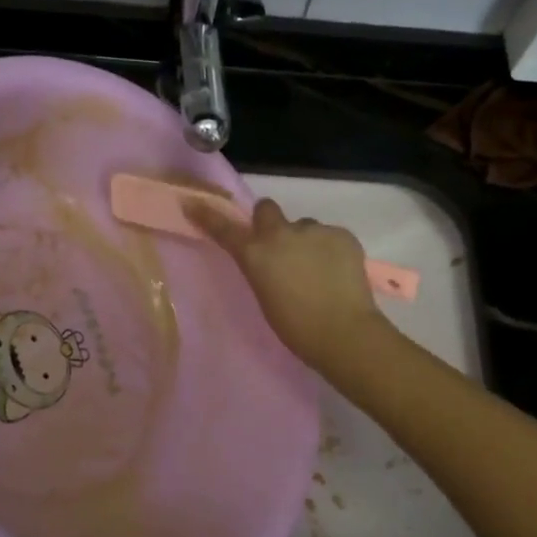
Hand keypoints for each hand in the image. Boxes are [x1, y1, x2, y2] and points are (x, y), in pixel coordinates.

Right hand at [185, 197, 382, 372]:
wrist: (343, 332)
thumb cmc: (296, 327)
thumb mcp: (265, 295)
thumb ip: (262, 269)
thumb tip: (270, 259)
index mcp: (255, 254)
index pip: (225, 229)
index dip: (208, 216)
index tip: (193, 204)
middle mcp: (281, 234)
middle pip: (267, 209)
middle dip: (269, 221)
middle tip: (281, 245)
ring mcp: (315, 230)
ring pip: (305, 226)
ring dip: (305, 241)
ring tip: (319, 270)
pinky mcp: (343, 234)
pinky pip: (331, 236)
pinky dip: (332, 250)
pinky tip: (338, 272)